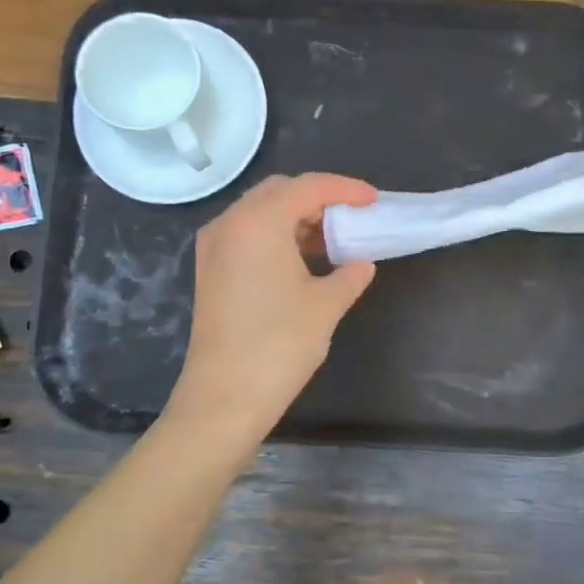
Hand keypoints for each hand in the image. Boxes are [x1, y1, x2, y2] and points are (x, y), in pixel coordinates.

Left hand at [171, 173, 377, 437]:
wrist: (224, 397)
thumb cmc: (279, 345)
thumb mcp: (325, 306)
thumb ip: (349, 275)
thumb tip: (362, 264)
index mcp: (258, 222)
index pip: (308, 187)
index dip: (345, 189)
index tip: (374, 200)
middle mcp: (230, 223)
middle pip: (279, 191)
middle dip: (318, 199)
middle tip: (351, 219)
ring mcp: (214, 247)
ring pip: (261, 212)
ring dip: (297, 218)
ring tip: (332, 241)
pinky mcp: (210, 270)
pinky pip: (247, 234)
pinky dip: (277, 236)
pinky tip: (302, 260)